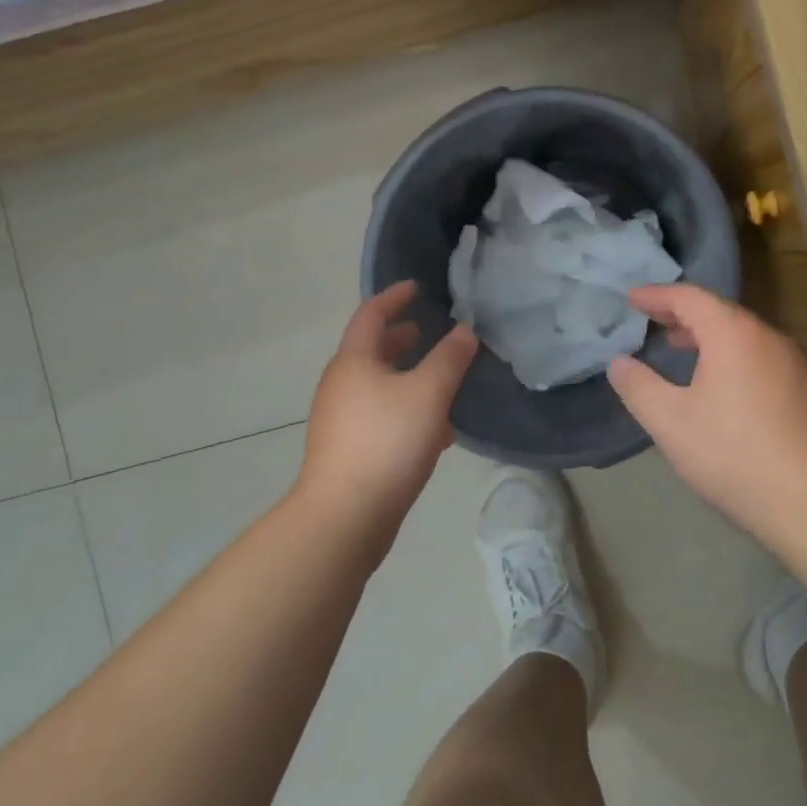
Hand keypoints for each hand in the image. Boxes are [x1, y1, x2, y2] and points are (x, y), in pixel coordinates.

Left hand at [297, 281, 477, 548]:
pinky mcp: (348, 450)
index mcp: (354, 362)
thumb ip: (449, 358)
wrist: (344, 518)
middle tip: (430, 331)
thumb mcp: (428, 393)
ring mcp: (341, 420)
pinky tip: (437, 431)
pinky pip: (381, 416)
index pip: (371, 314)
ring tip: (441, 379)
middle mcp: (341, 385)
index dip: (394, 297)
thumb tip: (465, 330)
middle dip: (402, 338)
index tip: (416, 287)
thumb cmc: (386, 442)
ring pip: (378, 385)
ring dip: (407, 376)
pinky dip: (406, 409)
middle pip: (372, 350)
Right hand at [607, 284, 806, 537]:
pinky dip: (731, 355)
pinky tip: (720, 385)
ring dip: (707, 336)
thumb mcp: (671, 423)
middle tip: (652, 320)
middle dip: (682, 313)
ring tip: (680, 348)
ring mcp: (794, 364)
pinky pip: (760, 357)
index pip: (689, 297)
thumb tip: (618, 363)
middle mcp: (768, 337)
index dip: (657, 295)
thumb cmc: (735, 455)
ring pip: (742, 335)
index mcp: (733, 334)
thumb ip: (638, 387)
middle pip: (719, 311)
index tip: (631, 298)